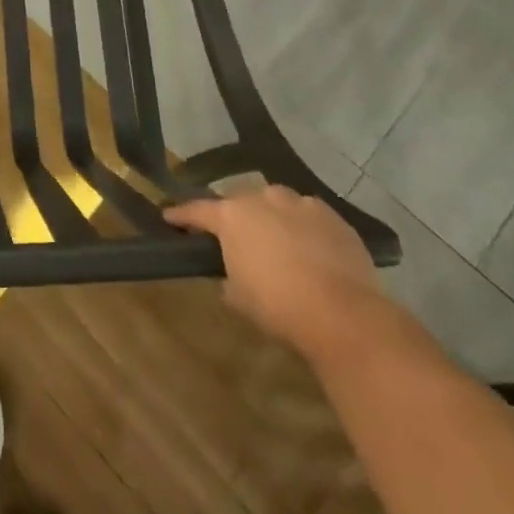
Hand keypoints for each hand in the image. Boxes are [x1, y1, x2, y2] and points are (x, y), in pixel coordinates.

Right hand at [166, 185, 395, 366]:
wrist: (343, 314)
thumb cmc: (278, 306)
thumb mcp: (238, 297)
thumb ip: (228, 276)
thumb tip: (231, 275)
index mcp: (232, 216)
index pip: (197, 210)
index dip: (181, 215)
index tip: (169, 217)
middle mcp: (263, 198)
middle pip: (240, 202)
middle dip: (236, 217)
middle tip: (236, 238)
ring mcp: (301, 204)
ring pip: (278, 204)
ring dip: (273, 218)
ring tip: (278, 242)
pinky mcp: (334, 217)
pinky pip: (309, 217)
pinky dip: (304, 229)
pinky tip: (311, 250)